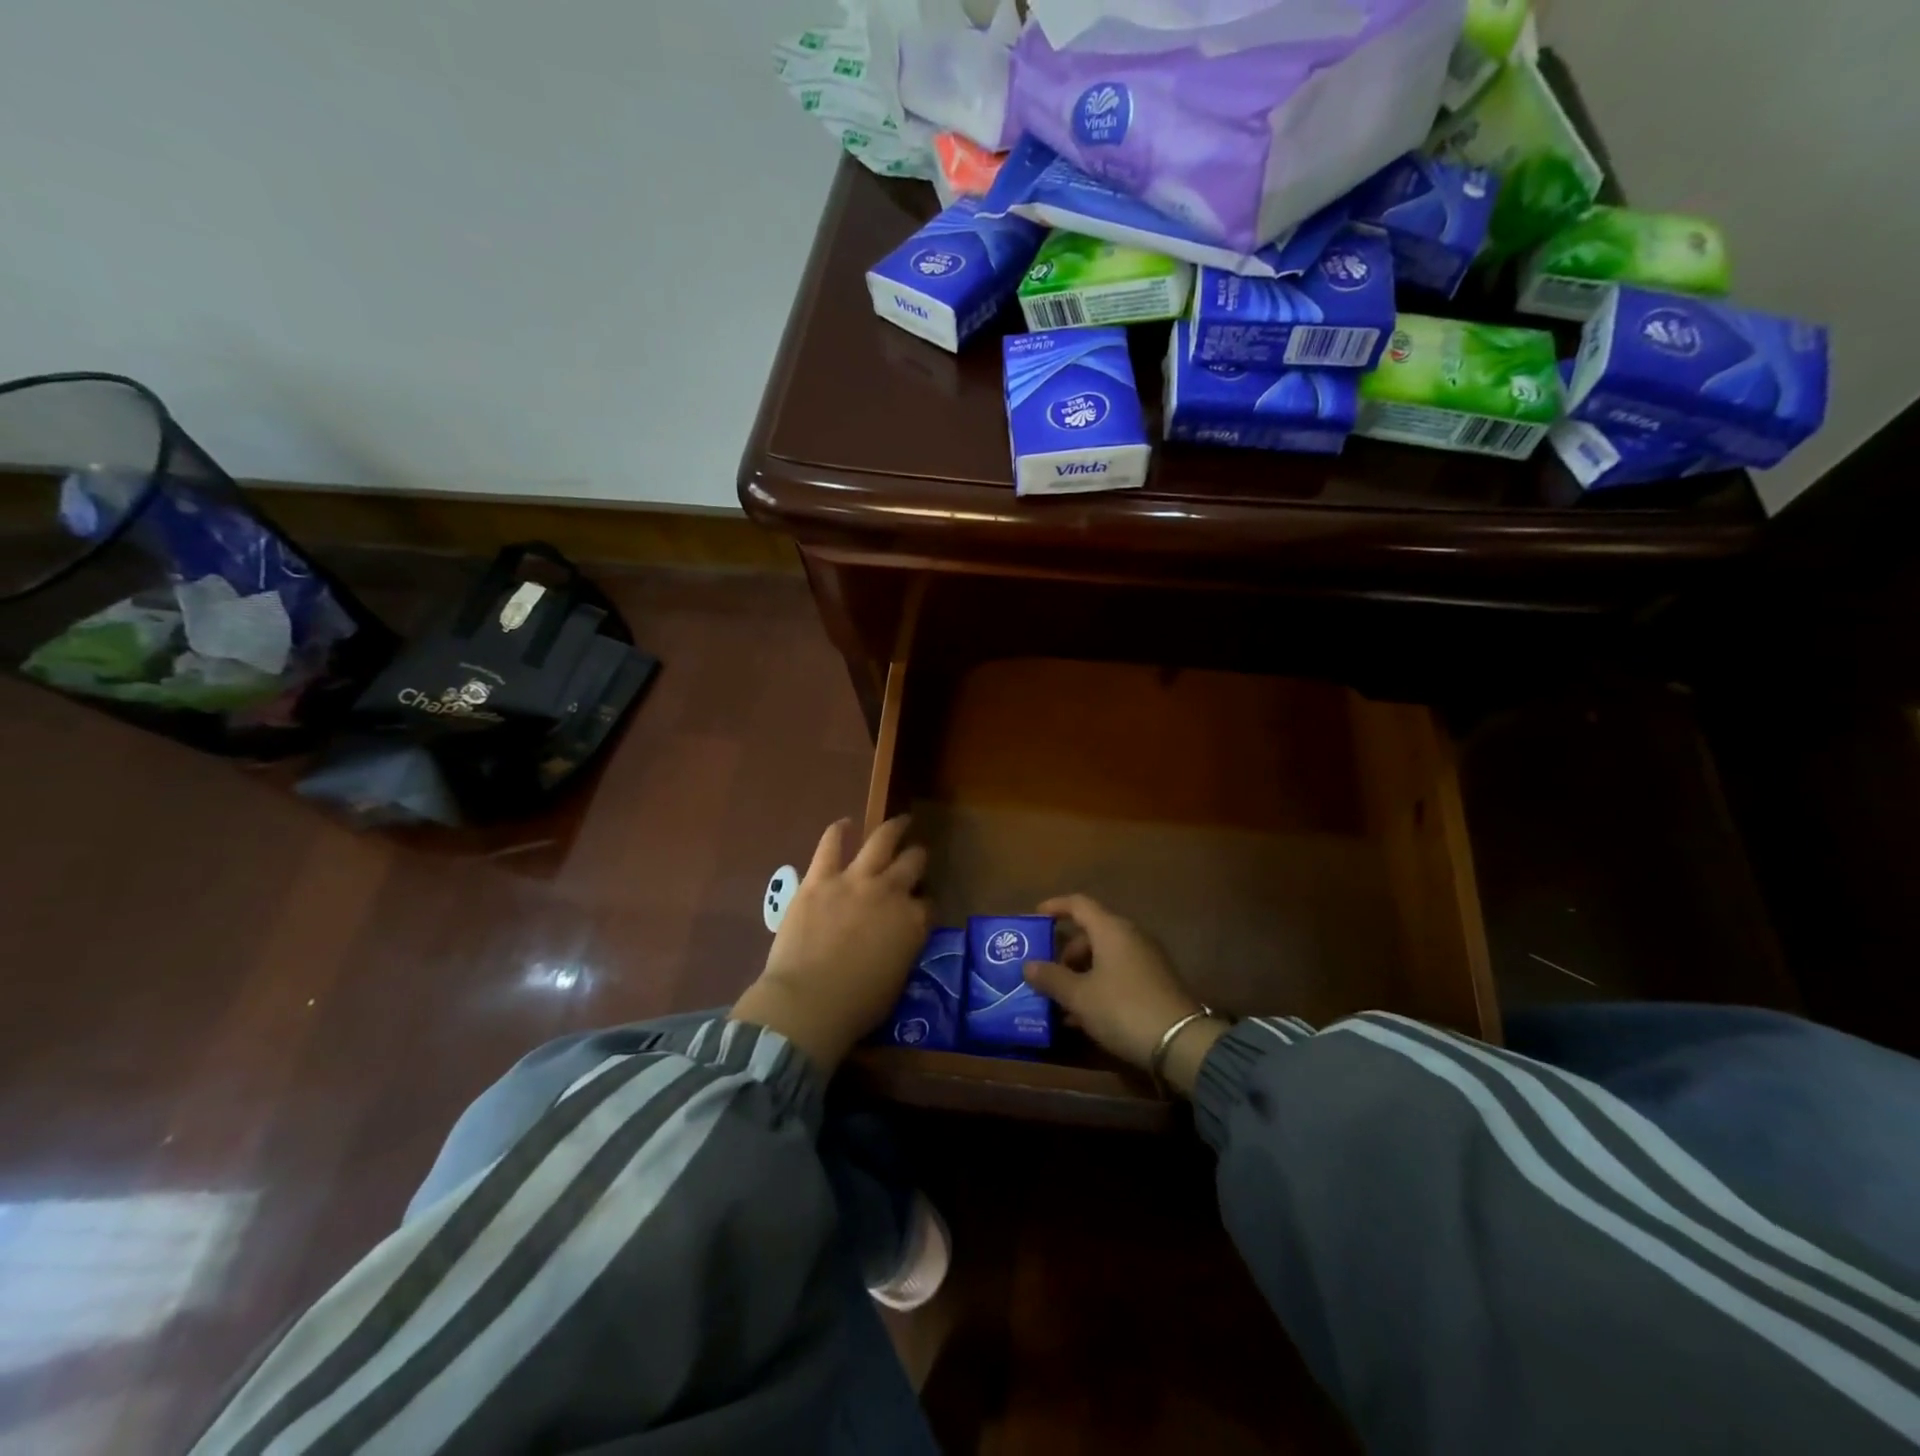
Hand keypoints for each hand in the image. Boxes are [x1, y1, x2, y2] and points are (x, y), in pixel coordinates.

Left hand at [733, 816, 929, 1074]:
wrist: (808, 1002)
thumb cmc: (856, 1006)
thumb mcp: (896, 981)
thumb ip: (903, 950)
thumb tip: (899, 940)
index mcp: (913, 923)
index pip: (927, 904)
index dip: (924, 905)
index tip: (919, 908)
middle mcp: (890, 892)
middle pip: (912, 863)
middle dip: (917, 858)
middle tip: (917, 854)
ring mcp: (855, 880)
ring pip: (881, 841)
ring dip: (893, 829)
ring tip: (899, 822)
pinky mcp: (820, 879)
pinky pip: (831, 845)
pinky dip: (838, 831)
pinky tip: (844, 824)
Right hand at [1023, 895, 1218, 1081]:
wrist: (1180, 1043)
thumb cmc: (1122, 1008)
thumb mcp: (1079, 996)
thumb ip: (1051, 978)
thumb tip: (1028, 965)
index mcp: (1111, 929)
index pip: (1079, 904)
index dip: (1055, 906)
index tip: (1035, 917)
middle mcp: (1130, 936)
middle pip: (1091, 932)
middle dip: (1065, 952)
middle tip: (1046, 973)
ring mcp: (1146, 959)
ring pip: (1104, 956)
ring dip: (1080, 973)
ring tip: (1060, 1000)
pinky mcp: (1155, 982)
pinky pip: (1118, 973)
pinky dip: (1098, 985)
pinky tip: (1083, 1016)